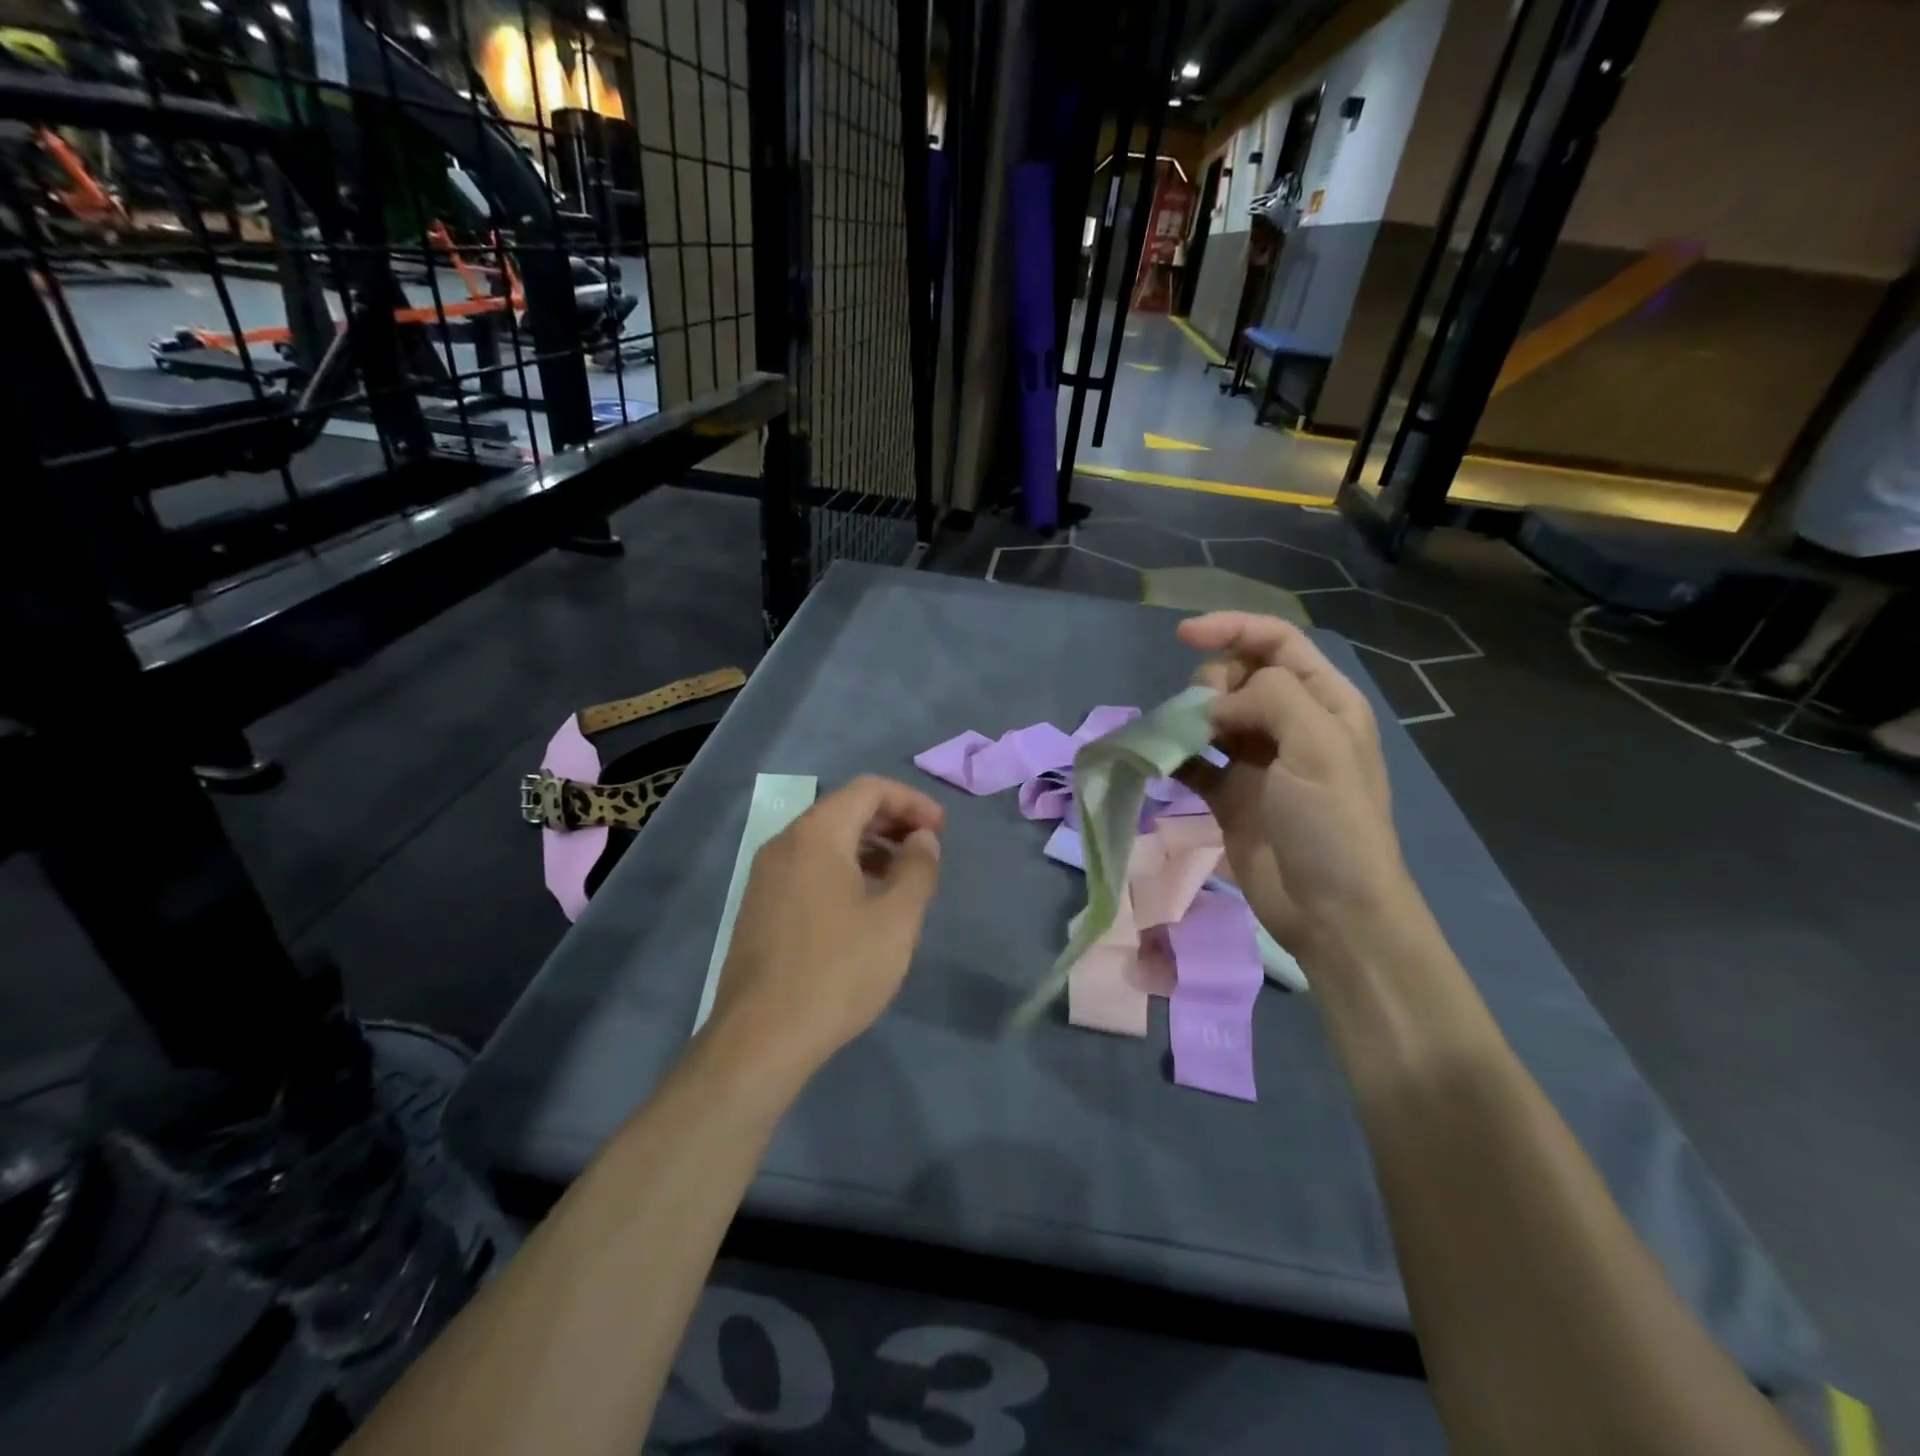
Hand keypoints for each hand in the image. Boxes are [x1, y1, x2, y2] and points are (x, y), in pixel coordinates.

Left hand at [707, 776, 943, 1074]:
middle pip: (844, 810)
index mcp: (816, 835)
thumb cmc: (837, 971)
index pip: (868, 789)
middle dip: (891, 821)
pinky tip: (864, 906)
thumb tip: (923, 839)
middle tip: (926, 849)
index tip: (940, 831)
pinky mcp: (759, 907)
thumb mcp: (896, 920)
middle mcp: (784, 843)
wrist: (760, 1039)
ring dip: (869, 848)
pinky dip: (843, 870)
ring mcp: (765, 876)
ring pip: (825, 841)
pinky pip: (808, 868)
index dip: (911, 801)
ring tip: (902, 879)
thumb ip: (918, 869)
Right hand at [1177, 612, 1412, 960]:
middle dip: (1212, 683)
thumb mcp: (1318, 746)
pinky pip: (1194, 760)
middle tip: (1208, 718)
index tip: (1183, 635)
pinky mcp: (1229, 795)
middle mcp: (1291, 724)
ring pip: (1212, 714)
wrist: (1330, 911)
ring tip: (1182, 741)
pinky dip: (1175, 755)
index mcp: (1324, 702)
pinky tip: (1162, 761)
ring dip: (1188, 717)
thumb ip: (1270, 698)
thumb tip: (1215, 704)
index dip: (1232, 628)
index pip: (1275, 642)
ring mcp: (1257, 761)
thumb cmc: (1333, 823)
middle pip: (1238, 675)